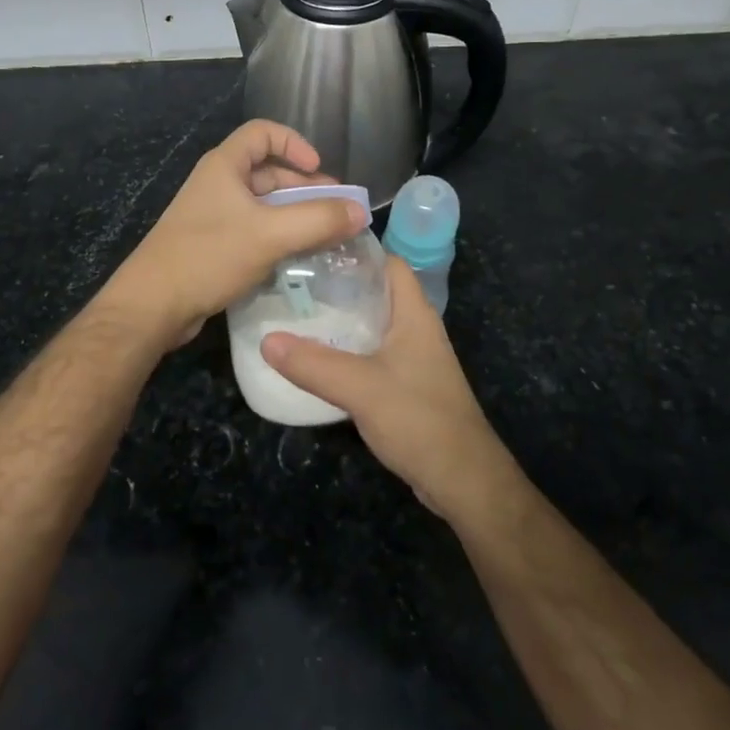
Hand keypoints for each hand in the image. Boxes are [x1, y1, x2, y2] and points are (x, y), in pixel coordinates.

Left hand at [98, 120, 367, 347]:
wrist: (153, 305)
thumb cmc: (209, 256)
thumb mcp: (270, 235)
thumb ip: (318, 220)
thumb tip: (360, 212)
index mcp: (225, 166)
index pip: (263, 132)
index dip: (295, 143)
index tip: (320, 168)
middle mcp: (218, 184)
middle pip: (268, 171)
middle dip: (304, 186)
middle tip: (336, 211)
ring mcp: (214, 216)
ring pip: (264, 205)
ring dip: (295, 215)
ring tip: (326, 237)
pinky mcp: (213, 245)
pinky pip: (254, 230)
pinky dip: (279, 237)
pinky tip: (299, 258)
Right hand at [261, 258, 523, 525]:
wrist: (463, 480)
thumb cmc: (419, 419)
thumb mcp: (360, 387)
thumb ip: (313, 364)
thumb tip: (266, 340)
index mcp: (414, 314)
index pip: (388, 262)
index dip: (355, 250)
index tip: (312, 249)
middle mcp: (415, 329)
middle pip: (375, 292)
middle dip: (337, 285)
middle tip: (293, 282)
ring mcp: (412, 358)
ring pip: (371, 325)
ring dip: (339, 319)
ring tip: (296, 314)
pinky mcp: (405, 385)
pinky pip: (370, 354)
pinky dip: (345, 350)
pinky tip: (316, 358)